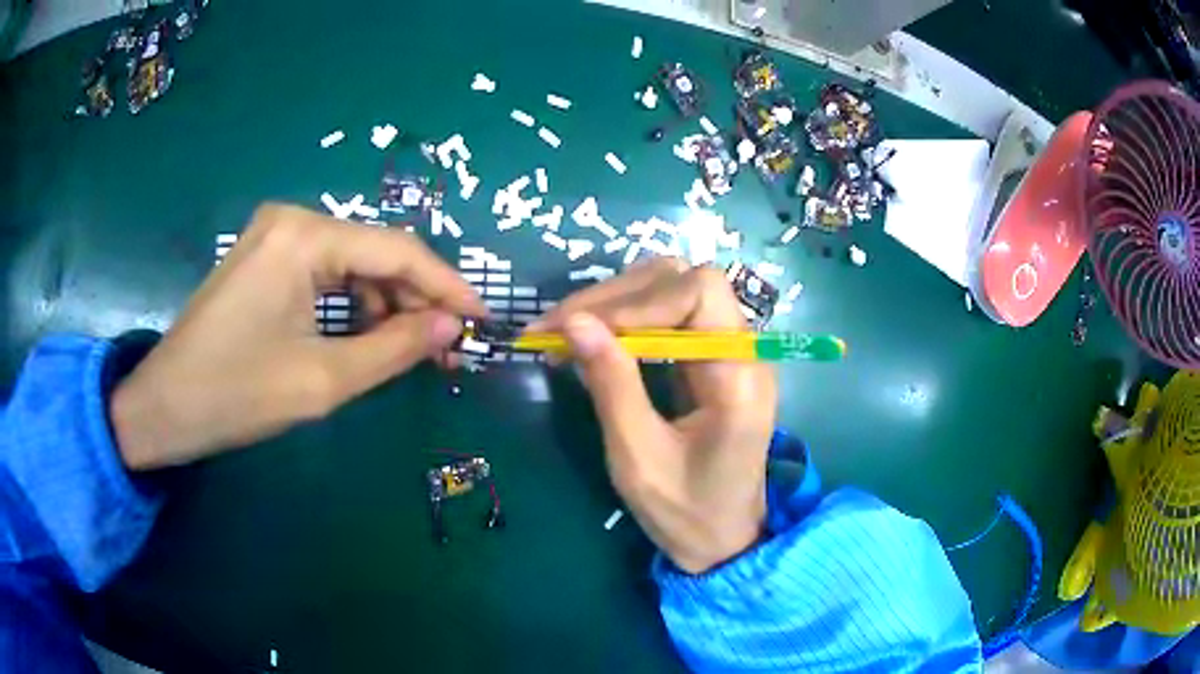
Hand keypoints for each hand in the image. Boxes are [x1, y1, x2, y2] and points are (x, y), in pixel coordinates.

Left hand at [111, 204, 484, 470]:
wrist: (163, 406)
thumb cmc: (236, 394)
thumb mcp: (322, 380)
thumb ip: (394, 350)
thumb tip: (452, 327)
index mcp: (305, 236)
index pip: (397, 251)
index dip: (448, 286)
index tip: (484, 320)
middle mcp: (293, 219)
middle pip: (375, 253)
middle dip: (416, 299)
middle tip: (449, 347)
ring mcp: (275, 235)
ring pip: (352, 263)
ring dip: (386, 304)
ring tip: (413, 349)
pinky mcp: (265, 257)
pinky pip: (324, 272)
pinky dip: (352, 303)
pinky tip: (367, 336)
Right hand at [535, 259, 775, 573]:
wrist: (724, 540)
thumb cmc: (686, 513)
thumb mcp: (639, 458)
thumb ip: (611, 385)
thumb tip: (575, 321)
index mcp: (739, 376)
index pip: (699, 291)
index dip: (637, 301)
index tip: (578, 329)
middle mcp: (742, 351)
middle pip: (683, 280)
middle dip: (616, 296)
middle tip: (554, 327)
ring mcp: (728, 353)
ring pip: (673, 290)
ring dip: (615, 303)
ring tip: (563, 330)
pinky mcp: (710, 360)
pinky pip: (668, 318)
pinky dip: (625, 321)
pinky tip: (591, 339)